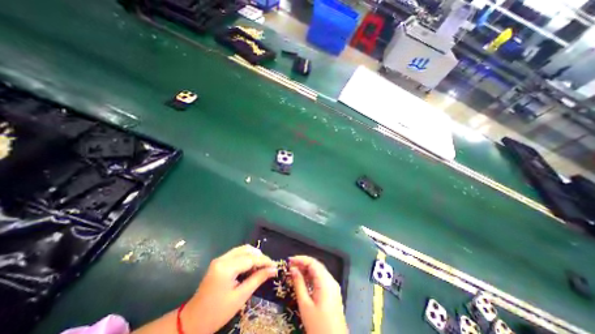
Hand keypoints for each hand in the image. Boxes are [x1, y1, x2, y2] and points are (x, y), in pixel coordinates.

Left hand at [184, 245, 276, 333]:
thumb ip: (258, 279)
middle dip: (260, 257)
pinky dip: (247, 257)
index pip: (250, 258)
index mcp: (226, 268)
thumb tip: (273, 270)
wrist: (192, 322)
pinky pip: (237, 254)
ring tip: (261, 266)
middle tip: (269, 267)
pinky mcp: (219, 261)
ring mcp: (220, 259)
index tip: (275, 265)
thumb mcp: (240, 297)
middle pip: (247, 250)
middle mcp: (223, 258)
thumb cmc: (217, 313)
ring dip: (254, 256)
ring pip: (242, 249)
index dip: (264, 261)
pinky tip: (251, 266)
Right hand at [290, 255, 348, 333]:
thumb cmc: (318, 326)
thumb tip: (293, 269)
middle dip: (303, 263)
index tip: (289, 260)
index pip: (312, 263)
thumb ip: (299, 284)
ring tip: (295, 271)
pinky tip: (304, 280)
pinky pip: (321, 279)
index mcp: (325, 281)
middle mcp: (331, 280)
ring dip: (307, 269)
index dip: (300, 259)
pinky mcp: (333, 292)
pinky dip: (312, 277)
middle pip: (316, 265)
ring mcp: (333, 286)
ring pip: (319, 271)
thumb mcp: (305, 305)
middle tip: (290, 266)